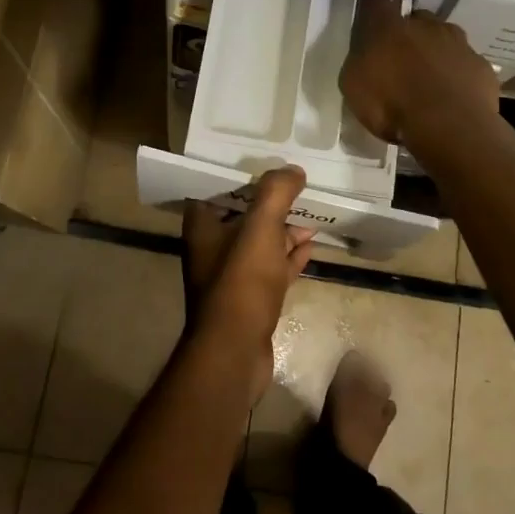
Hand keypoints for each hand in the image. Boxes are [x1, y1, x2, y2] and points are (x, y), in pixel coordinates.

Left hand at [182, 168, 315, 403]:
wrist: (235, 352)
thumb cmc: (241, 281)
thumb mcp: (260, 227)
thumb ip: (276, 193)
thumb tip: (293, 170)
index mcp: (202, 226)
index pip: (218, 188)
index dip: (242, 174)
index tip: (268, 161)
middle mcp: (211, 247)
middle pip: (242, 214)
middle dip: (270, 201)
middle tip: (297, 184)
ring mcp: (231, 276)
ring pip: (260, 242)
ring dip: (284, 228)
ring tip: (311, 212)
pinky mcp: (250, 299)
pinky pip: (271, 268)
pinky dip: (289, 256)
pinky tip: (310, 245)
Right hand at [340, 0, 499, 146]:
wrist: (448, 127)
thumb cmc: (391, 105)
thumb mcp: (354, 87)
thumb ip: (360, 64)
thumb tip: (366, 57)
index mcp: (389, 27)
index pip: (378, 3)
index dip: (376, 8)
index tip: (373, 19)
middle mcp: (427, 26)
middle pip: (417, 21)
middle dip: (410, 36)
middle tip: (402, 61)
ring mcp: (459, 44)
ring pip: (446, 40)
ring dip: (438, 54)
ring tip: (430, 82)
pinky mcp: (481, 67)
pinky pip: (466, 66)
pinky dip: (459, 76)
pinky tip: (452, 98)